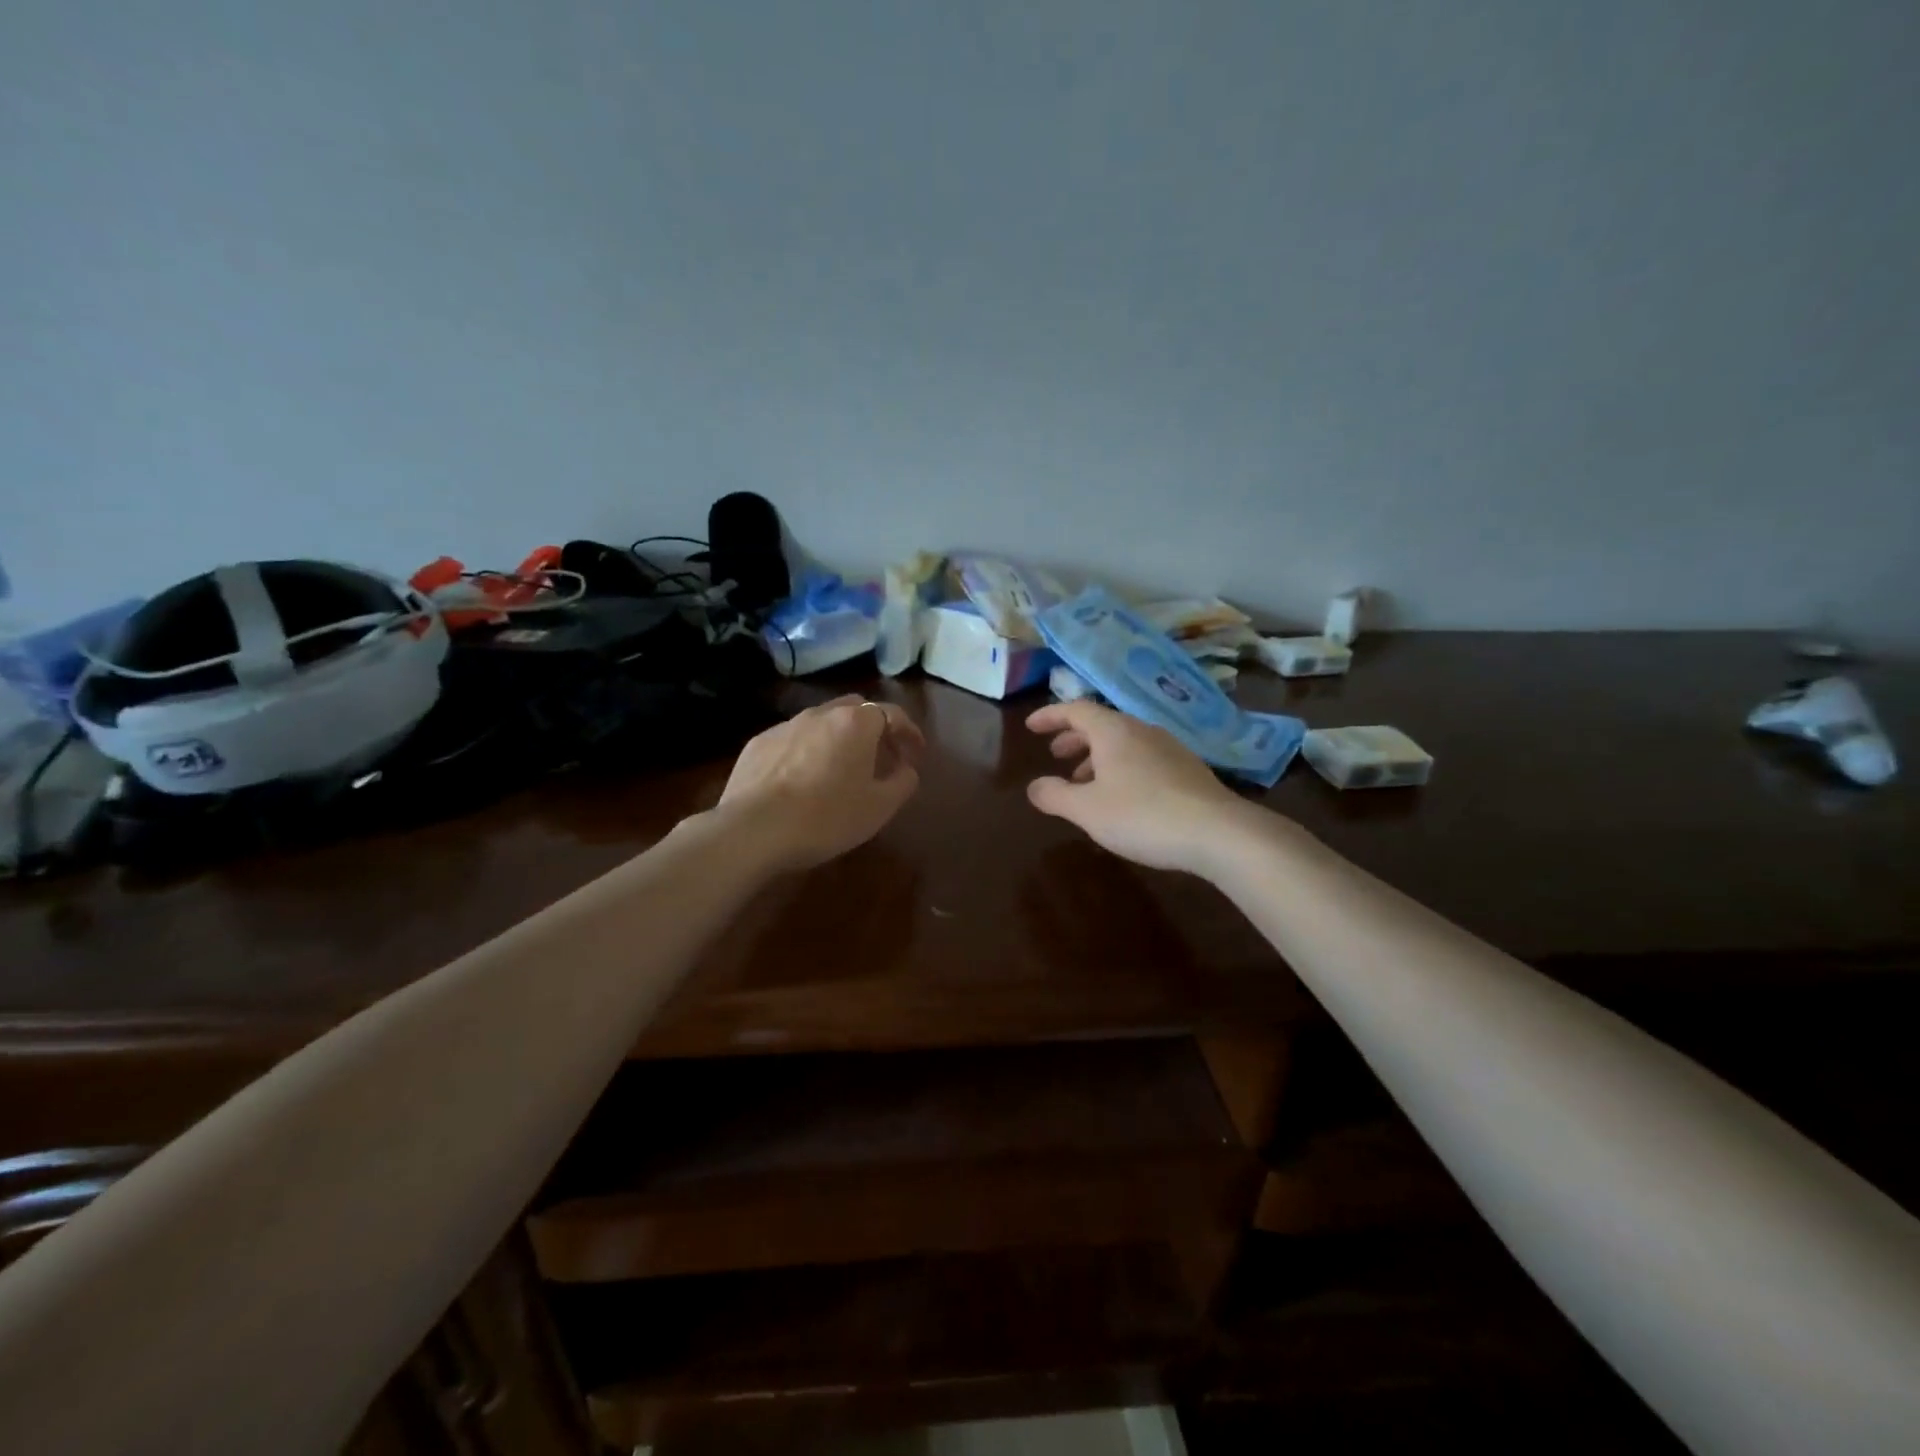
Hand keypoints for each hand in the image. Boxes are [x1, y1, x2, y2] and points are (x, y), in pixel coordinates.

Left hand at [716, 695, 926, 871]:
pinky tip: (804, 778)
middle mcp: (820, 714)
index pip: (892, 713)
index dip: (909, 731)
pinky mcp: (757, 743)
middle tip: (882, 755)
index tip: (916, 751)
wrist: (752, 830)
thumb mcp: (879, 808)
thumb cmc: (826, 817)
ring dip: (838, 738)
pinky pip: (793, 739)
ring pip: (822, 722)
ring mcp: (785, 726)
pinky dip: (808, 750)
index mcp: (855, 723)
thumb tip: (906, 769)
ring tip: (842, 767)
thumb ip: (902, 783)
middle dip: (873, 727)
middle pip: (856, 709)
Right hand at [1024, 700, 1250, 873]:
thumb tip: (1034, 786)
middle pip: (1101, 724)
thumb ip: (1055, 795)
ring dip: (1098, 756)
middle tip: (1056, 754)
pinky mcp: (1188, 769)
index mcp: (1114, 731)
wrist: (1217, 832)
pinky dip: (1121, 768)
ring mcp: (1169, 748)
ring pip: (1124, 743)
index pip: (1076, 710)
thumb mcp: (1087, 810)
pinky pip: (1143, 758)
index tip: (1031, 727)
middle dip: (1074, 737)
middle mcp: (1142, 730)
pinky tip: (1122, 797)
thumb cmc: (1142, 815)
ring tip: (1084, 783)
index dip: (1050, 716)